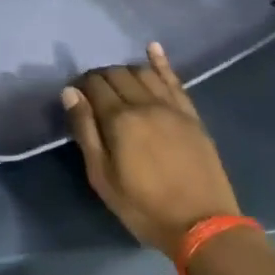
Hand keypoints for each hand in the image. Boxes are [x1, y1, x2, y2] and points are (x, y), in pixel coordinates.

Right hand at [63, 44, 240, 260]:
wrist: (204, 226)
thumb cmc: (144, 206)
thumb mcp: (103, 177)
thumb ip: (86, 131)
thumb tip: (70, 93)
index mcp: (120, 119)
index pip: (94, 85)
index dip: (81, 86)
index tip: (75, 96)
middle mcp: (145, 104)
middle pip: (117, 74)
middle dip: (100, 77)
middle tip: (93, 92)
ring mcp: (172, 107)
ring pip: (143, 72)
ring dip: (125, 70)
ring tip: (117, 82)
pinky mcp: (191, 115)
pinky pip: (174, 80)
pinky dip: (161, 62)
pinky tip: (152, 49)